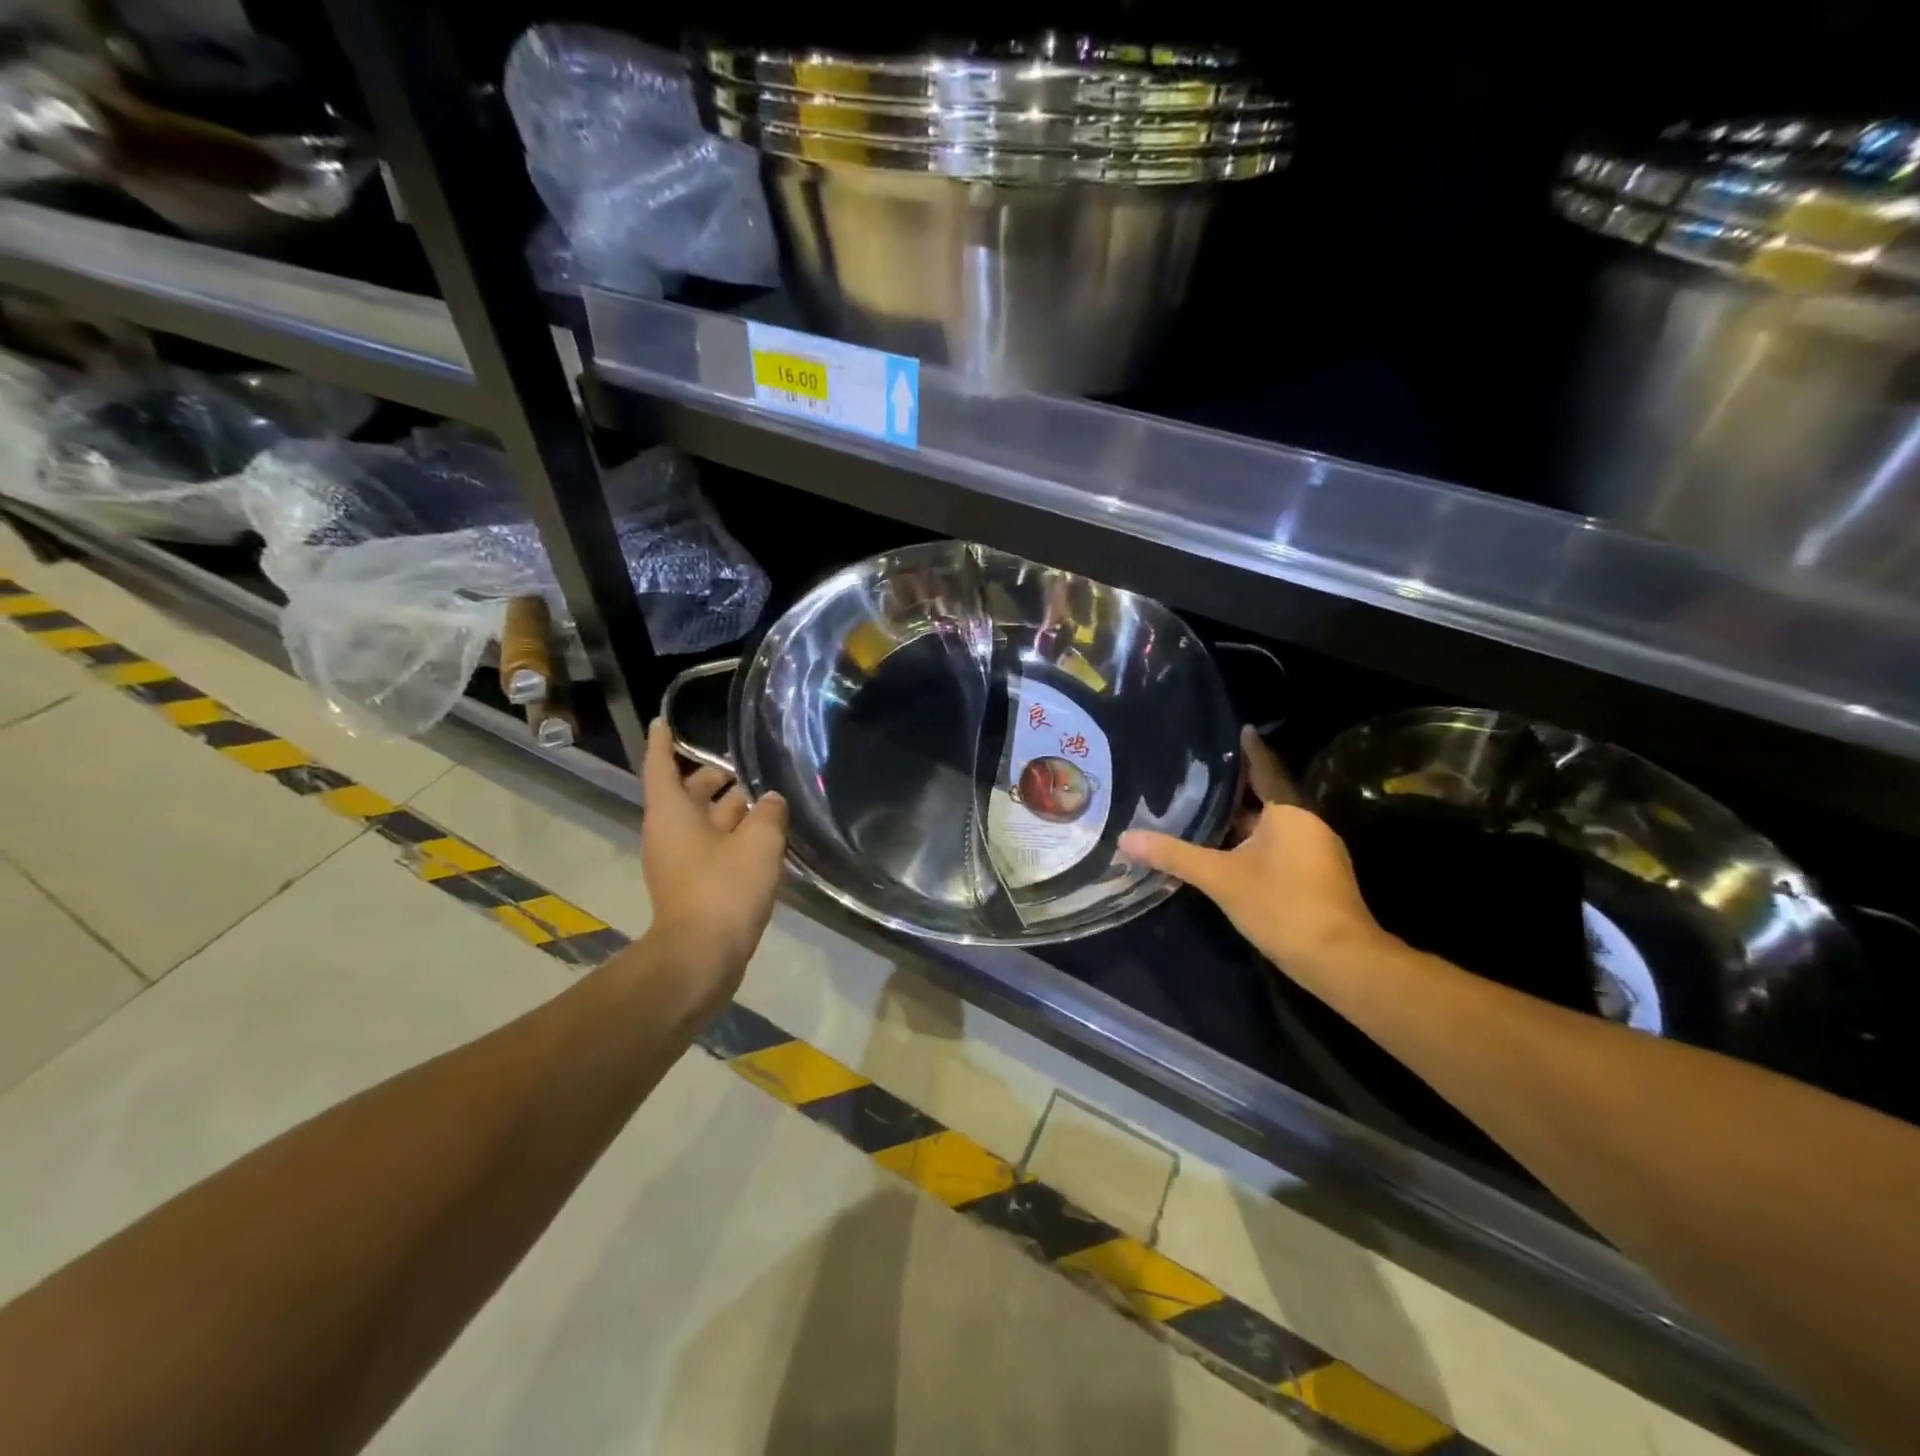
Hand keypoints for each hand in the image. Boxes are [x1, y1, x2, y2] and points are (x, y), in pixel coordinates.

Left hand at [639, 718, 788, 1003]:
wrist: (702, 957)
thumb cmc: (724, 888)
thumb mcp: (758, 843)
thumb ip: (769, 814)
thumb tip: (772, 800)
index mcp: (672, 813)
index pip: (662, 766)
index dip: (664, 742)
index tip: (664, 721)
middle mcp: (670, 834)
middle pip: (687, 795)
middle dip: (712, 779)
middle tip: (743, 766)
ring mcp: (680, 863)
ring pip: (703, 824)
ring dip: (730, 810)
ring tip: (765, 799)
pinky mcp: (694, 887)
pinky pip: (713, 849)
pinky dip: (734, 837)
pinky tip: (765, 838)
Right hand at [1119, 727, 1385, 981]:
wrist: (1340, 959)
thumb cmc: (1280, 905)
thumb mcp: (1220, 878)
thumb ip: (1174, 855)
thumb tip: (1125, 838)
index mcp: (1289, 812)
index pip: (1266, 769)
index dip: (1251, 750)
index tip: (1240, 729)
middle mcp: (1309, 824)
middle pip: (1269, 798)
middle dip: (1239, 790)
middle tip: (1204, 777)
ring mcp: (1319, 852)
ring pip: (1275, 826)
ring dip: (1246, 821)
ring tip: (1210, 814)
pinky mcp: (1320, 877)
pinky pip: (1283, 847)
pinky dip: (1258, 844)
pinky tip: (1232, 854)